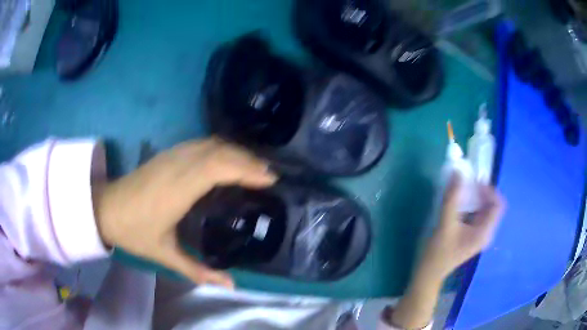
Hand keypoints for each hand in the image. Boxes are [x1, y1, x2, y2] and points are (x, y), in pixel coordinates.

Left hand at [93, 138, 276, 288]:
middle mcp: (176, 166)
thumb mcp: (165, 255)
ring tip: (254, 166)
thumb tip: (231, 287)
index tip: (269, 179)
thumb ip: (198, 271)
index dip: (245, 169)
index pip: (217, 167)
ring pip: (210, 143)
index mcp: (177, 190)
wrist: (105, 208)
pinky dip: (220, 148)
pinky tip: (227, 159)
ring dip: (235, 151)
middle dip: (247, 160)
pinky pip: (200, 144)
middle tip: (269, 175)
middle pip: (219, 151)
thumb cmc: (134, 232)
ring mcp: (171, 156)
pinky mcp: (167, 153)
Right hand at [420, 174, 504, 280]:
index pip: (498, 204)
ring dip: (476, 197)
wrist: (429, 273)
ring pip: (485, 209)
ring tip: (463, 191)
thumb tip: (457, 173)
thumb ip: (452, 198)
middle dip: (482, 192)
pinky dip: (472, 205)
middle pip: (493, 205)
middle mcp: (486, 232)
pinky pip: (478, 214)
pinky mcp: (472, 235)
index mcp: (484, 232)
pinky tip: (460, 203)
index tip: (474, 183)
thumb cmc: (438, 252)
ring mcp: (479, 234)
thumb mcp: (445, 224)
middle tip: (467, 184)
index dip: (489, 190)